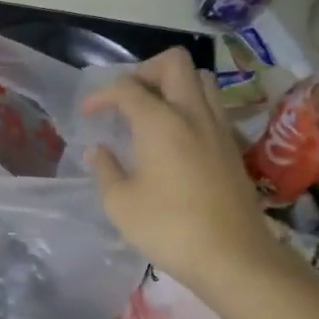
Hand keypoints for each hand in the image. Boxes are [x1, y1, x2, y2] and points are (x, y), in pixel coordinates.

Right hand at [81, 48, 272, 289]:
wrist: (232, 255)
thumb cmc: (168, 228)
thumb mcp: (120, 204)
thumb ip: (104, 169)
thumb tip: (97, 150)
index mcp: (160, 121)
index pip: (126, 88)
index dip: (101, 95)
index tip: (87, 114)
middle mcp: (192, 113)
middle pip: (174, 63)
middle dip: (144, 71)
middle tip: (126, 99)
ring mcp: (218, 128)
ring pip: (200, 81)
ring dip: (172, 86)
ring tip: (151, 114)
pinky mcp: (231, 147)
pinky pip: (210, 108)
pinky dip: (189, 108)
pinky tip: (174, 139)